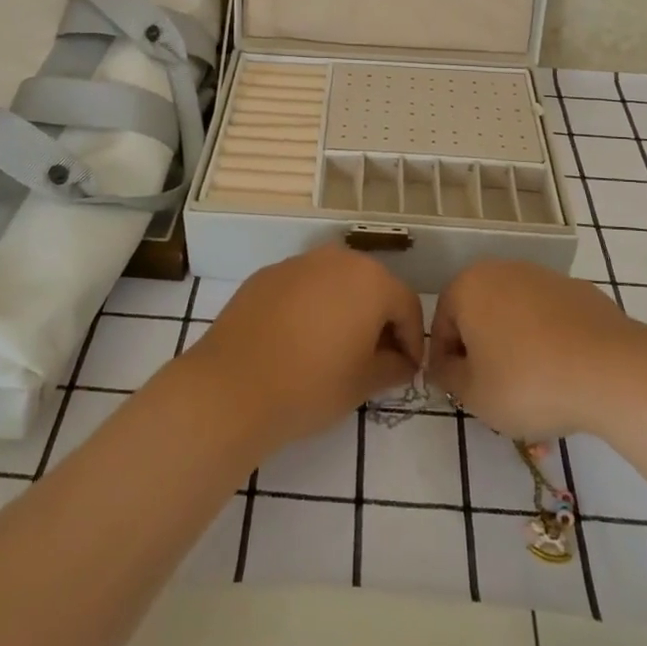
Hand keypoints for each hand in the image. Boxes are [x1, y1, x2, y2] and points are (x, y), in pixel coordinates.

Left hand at [184, 246, 423, 447]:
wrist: (233, 386)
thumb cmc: (311, 385)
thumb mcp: (364, 383)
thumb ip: (393, 366)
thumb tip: (401, 361)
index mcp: (371, 281)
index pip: (407, 305)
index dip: (413, 339)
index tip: (407, 369)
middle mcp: (337, 259)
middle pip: (372, 286)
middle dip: (379, 319)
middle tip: (375, 358)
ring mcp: (298, 263)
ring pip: (335, 283)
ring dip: (344, 309)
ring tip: (336, 348)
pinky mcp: (266, 275)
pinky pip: (302, 287)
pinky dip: (310, 307)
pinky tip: (298, 340)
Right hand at [428, 259, 646, 439]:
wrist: (612, 370)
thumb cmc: (528, 382)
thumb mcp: (474, 395)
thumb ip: (448, 377)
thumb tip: (446, 366)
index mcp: (468, 287)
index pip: (442, 325)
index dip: (447, 363)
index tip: (461, 392)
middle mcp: (502, 270)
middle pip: (480, 316)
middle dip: (483, 352)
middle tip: (495, 392)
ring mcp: (544, 277)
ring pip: (516, 317)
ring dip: (516, 347)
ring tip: (534, 389)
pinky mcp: (579, 290)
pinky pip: (550, 319)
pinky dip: (549, 342)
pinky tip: (563, 374)